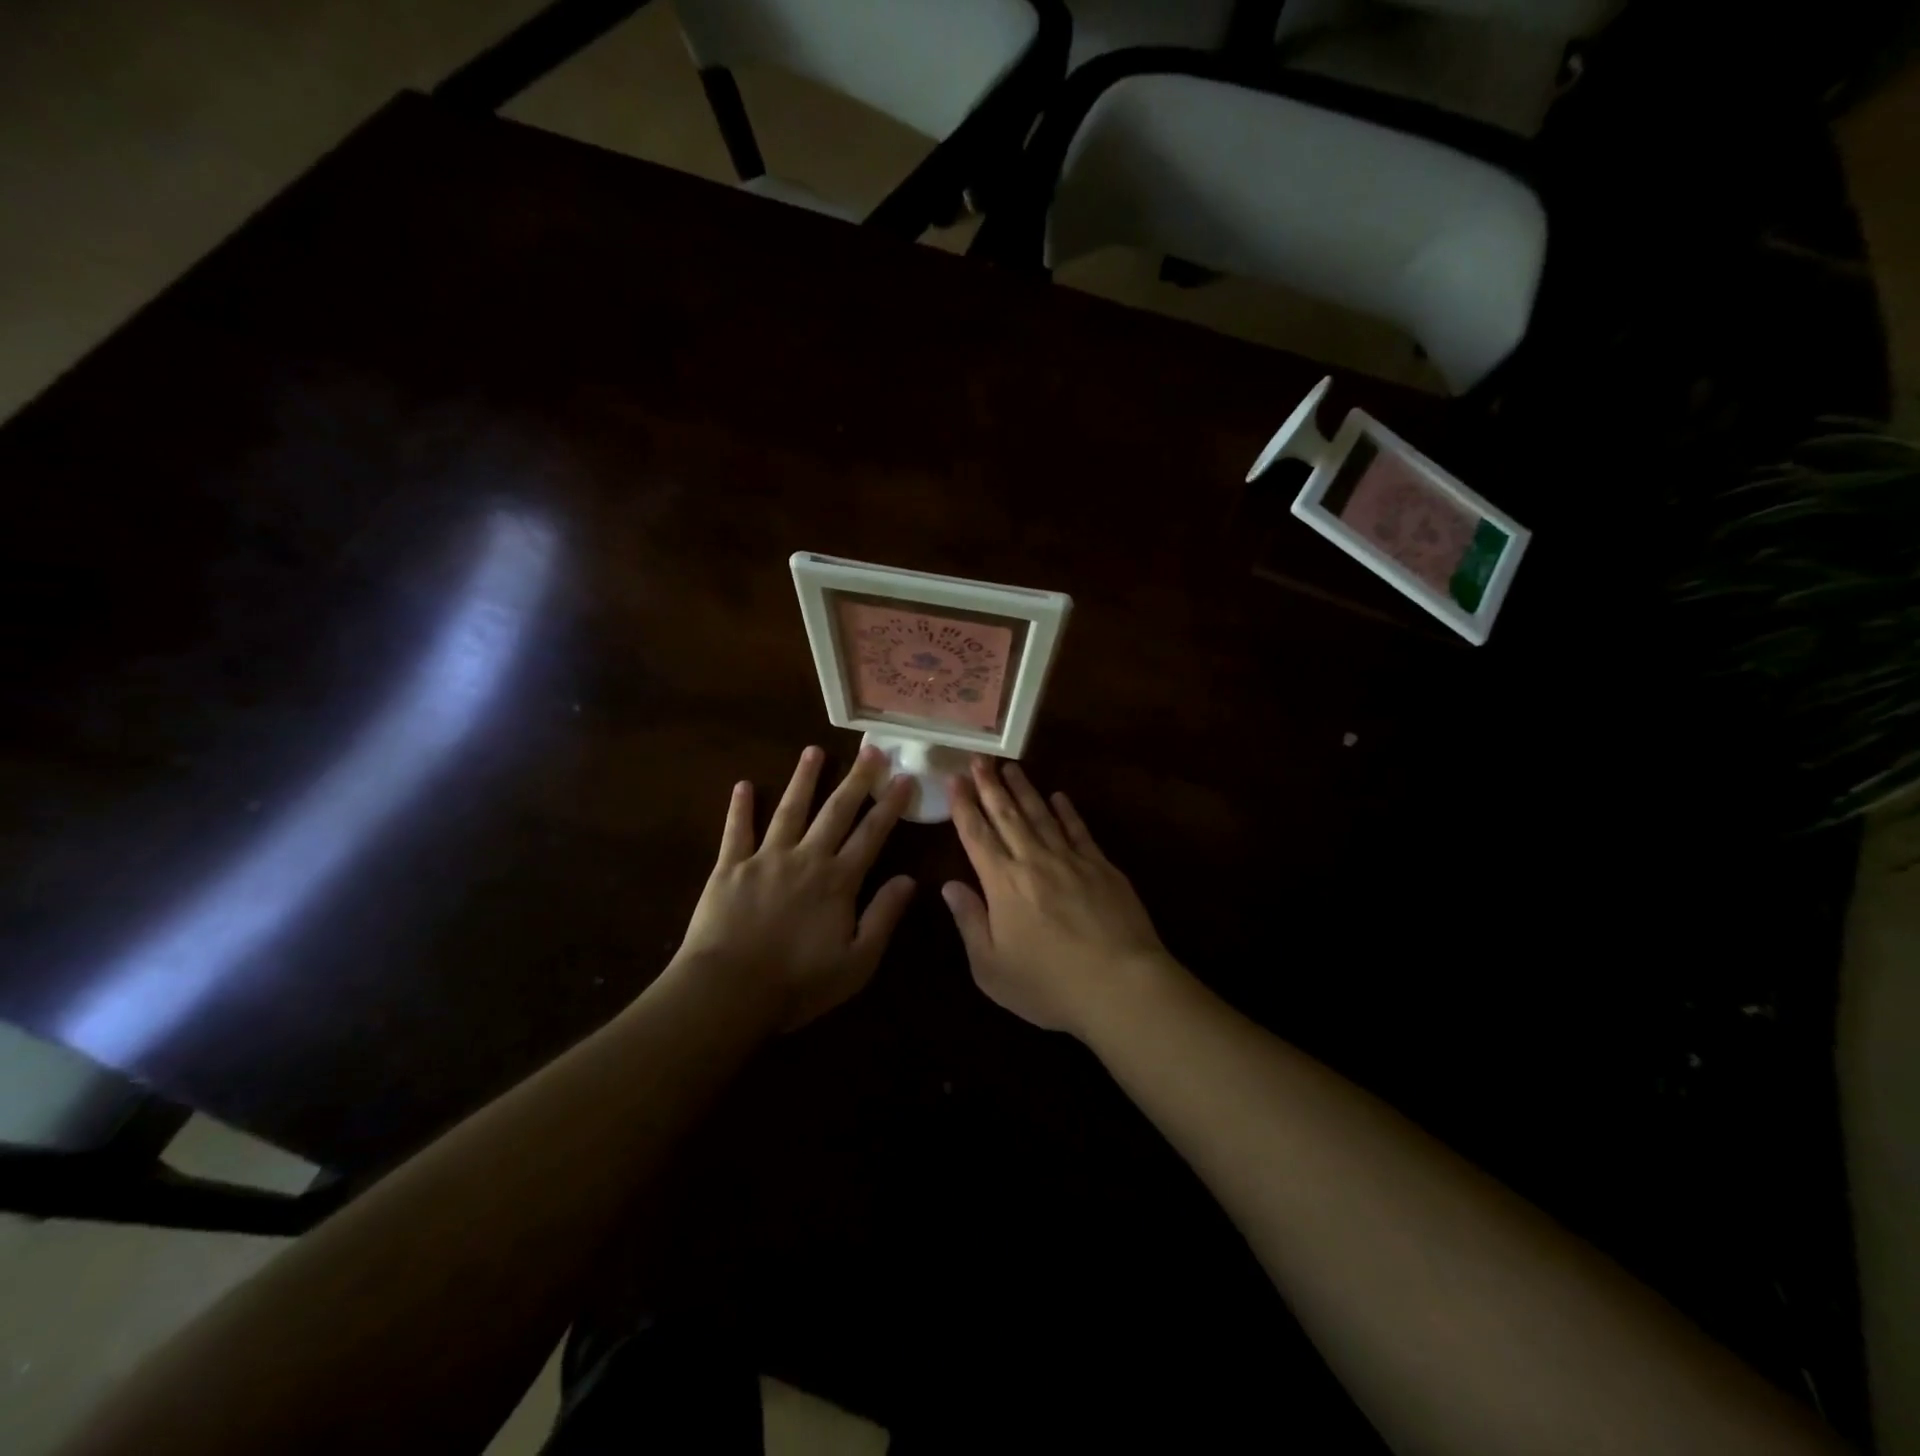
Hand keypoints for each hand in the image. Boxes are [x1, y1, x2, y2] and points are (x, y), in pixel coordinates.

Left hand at [671, 745, 916, 1032]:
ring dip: (803, 780)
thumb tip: (909, 879)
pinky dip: (740, 808)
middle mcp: (806, 858)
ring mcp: (766, 858)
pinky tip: (742, 785)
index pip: (872, 834)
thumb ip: (883, 917)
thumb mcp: (857, 962)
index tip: (904, 777)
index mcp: (838, 880)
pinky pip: (736, 831)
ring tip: (813, 751)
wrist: (729, 991)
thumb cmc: (798, 983)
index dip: (890, 805)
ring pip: (789, 810)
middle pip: (836, 811)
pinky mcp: (730, 868)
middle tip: (871, 750)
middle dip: (856, 779)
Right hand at [943, 757, 1177, 1039]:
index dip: (963, 806)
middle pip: (1007, 815)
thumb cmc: (1049, 985)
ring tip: (1011, 767)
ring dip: (1024, 790)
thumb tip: (949, 885)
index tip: (955, 779)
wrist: (1121, 985)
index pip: (976, 835)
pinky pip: (1079, 830)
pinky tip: (1059, 797)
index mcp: (1002, 883)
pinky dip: (1067, 811)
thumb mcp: (992, 968)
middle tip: (978, 759)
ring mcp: (1071, 860)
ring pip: (1041, 815)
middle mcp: (1033, 861)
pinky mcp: (1102, 867)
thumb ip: (969, 922)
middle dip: (990, 786)